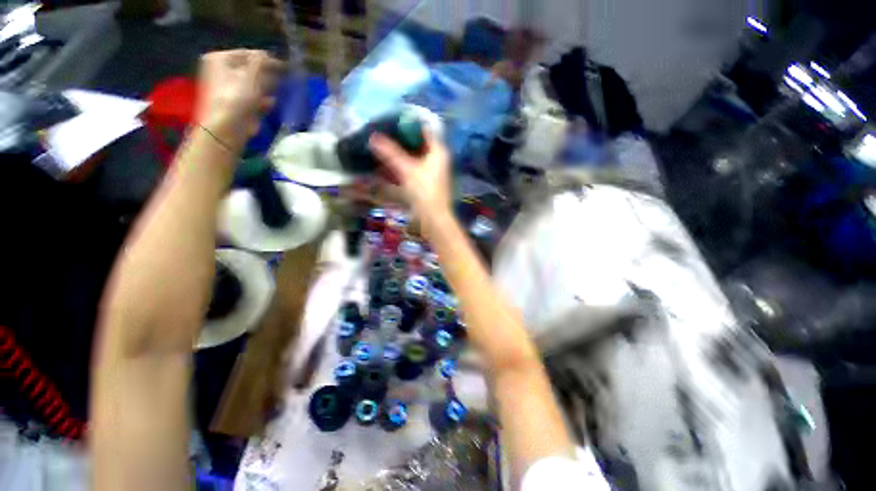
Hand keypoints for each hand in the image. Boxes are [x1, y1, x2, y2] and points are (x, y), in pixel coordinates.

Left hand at [195, 49, 284, 151]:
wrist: (227, 128)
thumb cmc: (237, 97)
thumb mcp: (251, 74)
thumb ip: (261, 61)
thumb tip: (269, 55)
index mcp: (220, 59)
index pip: (249, 54)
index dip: (268, 60)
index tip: (287, 68)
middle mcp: (220, 71)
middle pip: (250, 69)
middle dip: (269, 75)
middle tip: (287, 79)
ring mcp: (227, 89)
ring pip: (253, 85)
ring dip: (268, 88)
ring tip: (284, 91)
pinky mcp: (235, 105)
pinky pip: (252, 98)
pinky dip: (263, 100)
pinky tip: (274, 104)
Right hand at [370, 131, 451, 223]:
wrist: (433, 218)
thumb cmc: (424, 190)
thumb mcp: (407, 169)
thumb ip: (391, 153)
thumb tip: (373, 137)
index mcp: (438, 151)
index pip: (424, 130)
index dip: (408, 124)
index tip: (391, 121)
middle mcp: (437, 159)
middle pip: (418, 144)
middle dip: (401, 140)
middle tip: (383, 134)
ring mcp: (432, 172)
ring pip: (414, 158)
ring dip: (400, 155)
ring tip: (382, 148)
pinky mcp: (426, 183)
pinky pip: (413, 170)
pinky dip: (402, 167)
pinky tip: (388, 167)